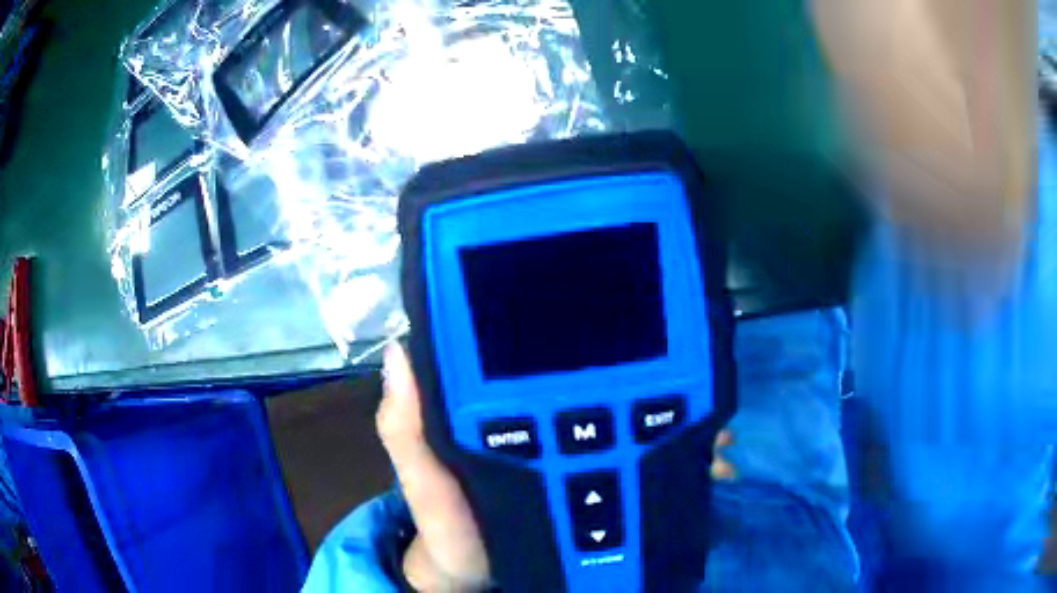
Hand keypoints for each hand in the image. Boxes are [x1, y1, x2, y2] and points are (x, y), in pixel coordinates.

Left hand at [378, 344, 736, 591]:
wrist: (478, 578)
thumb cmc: (446, 527)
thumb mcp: (422, 477)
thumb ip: (406, 426)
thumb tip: (402, 350)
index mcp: (505, 412)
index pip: (544, 361)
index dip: (579, 337)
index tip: (621, 317)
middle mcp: (553, 423)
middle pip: (613, 389)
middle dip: (657, 381)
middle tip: (696, 379)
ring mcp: (584, 455)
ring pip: (641, 426)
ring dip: (681, 423)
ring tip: (718, 428)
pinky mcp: (604, 485)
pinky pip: (646, 466)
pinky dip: (678, 462)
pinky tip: (710, 460)